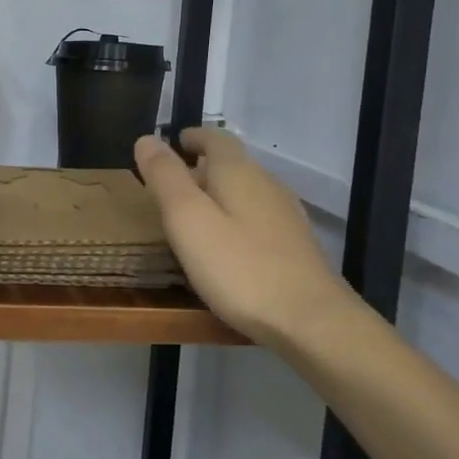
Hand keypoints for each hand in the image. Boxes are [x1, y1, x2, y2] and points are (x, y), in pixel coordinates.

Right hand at [134, 128, 360, 349]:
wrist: (311, 320)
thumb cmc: (240, 268)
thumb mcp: (188, 220)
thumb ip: (165, 178)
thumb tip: (146, 139)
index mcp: (239, 173)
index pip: (216, 139)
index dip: (194, 137)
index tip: (174, 144)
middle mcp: (267, 185)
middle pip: (233, 164)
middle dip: (202, 168)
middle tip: (172, 186)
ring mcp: (286, 216)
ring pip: (247, 192)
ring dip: (220, 195)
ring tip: (194, 217)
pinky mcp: (296, 246)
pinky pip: (259, 219)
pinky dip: (236, 219)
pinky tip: (227, 247)